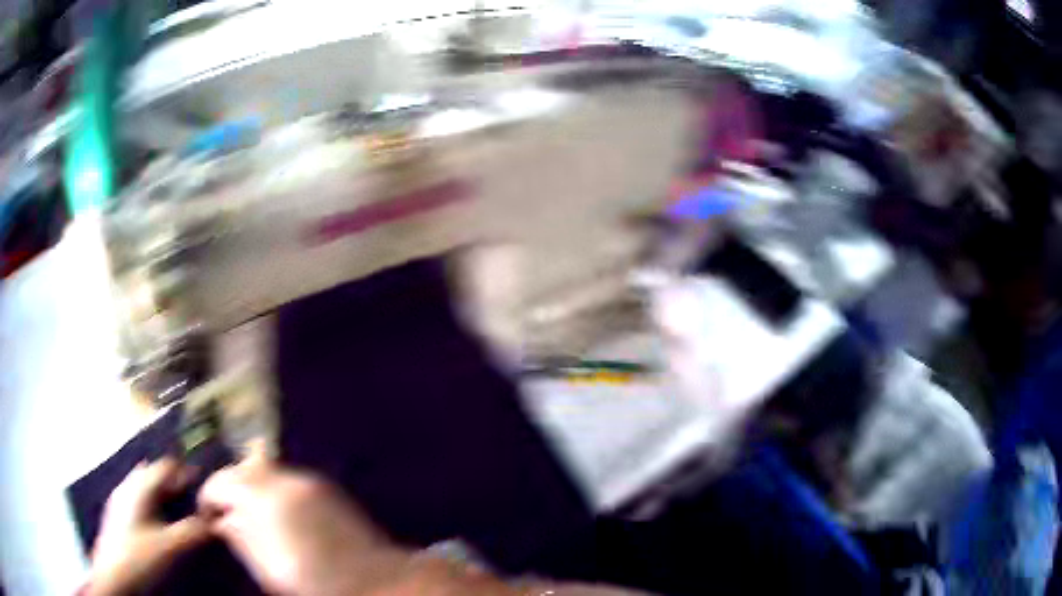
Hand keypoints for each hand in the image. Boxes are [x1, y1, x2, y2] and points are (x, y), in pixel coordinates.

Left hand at [87, 458, 210, 595]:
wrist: (114, 577)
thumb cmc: (141, 557)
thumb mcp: (172, 547)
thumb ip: (194, 530)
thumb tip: (215, 518)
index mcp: (140, 487)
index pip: (166, 466)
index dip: (185, 472)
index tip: (203, 483)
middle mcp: (127, 486)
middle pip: (153, 474)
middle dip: (172, 483)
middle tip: (192, 498)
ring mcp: (119, 501)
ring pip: (143, 488)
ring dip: (161, 495)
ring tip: (178, 512)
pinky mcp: (117, 516)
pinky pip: (137, 501)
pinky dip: (151, 506)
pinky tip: (157, 525)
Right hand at [197, 443, 410, 595]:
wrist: (373, 580)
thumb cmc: (313, 583)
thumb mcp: (265, 567)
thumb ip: (239, 537)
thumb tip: (221, 521)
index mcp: (260, 500)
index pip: (219, 482)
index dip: (208, 498)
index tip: (208, 516)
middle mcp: (281, 479)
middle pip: (241, 469)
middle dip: (229, 487)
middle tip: (226, 512)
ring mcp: (305, 479)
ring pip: (264, 470)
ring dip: (252, 486)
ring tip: (250, 512)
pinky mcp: (325, 485)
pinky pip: (287, 479)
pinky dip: (275, 490)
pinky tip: (279, 512)